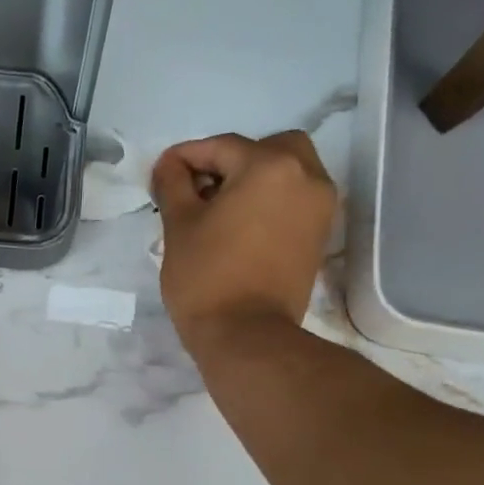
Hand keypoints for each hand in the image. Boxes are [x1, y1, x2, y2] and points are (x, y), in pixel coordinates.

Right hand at [150, 131, 337, 346]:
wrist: (246, 336)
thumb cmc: (206, 278)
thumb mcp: (179, 227)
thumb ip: (174, 185)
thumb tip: (170, 165)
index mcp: (270, 166)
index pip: (223, 147)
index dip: (187, 157)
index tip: (163, 173)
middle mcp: (306, 176)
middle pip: (267, 149)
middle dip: (232, 162)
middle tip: (201, 190)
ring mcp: (320, 208)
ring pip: (288, 173)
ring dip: (255, 181)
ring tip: (221, 211)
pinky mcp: (320, 236)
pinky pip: (295, 202)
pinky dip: (271, 203)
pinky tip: (242, 227)